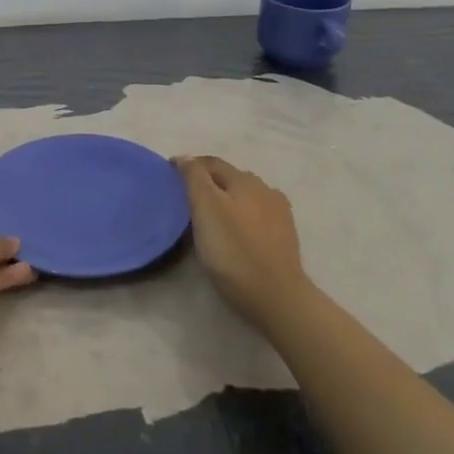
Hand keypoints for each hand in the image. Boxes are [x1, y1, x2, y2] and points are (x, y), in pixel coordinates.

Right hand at [174, 155, 312, 331]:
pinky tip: (237, 228)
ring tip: (210, 214)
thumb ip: (195, 179)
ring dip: (227, 198)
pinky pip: (257, 215)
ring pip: (245, 196)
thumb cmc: (234, 251)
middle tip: (186, 196)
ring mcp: (278, 213)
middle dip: (208, 181)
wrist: (276, 296)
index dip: (189, 165)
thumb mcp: (206, 210)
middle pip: (230, 177)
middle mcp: (265, 189)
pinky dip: (242, 215)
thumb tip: (185, 157)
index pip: (211, 163)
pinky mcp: (284, 236)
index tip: (169, 174)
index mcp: (244, 180)